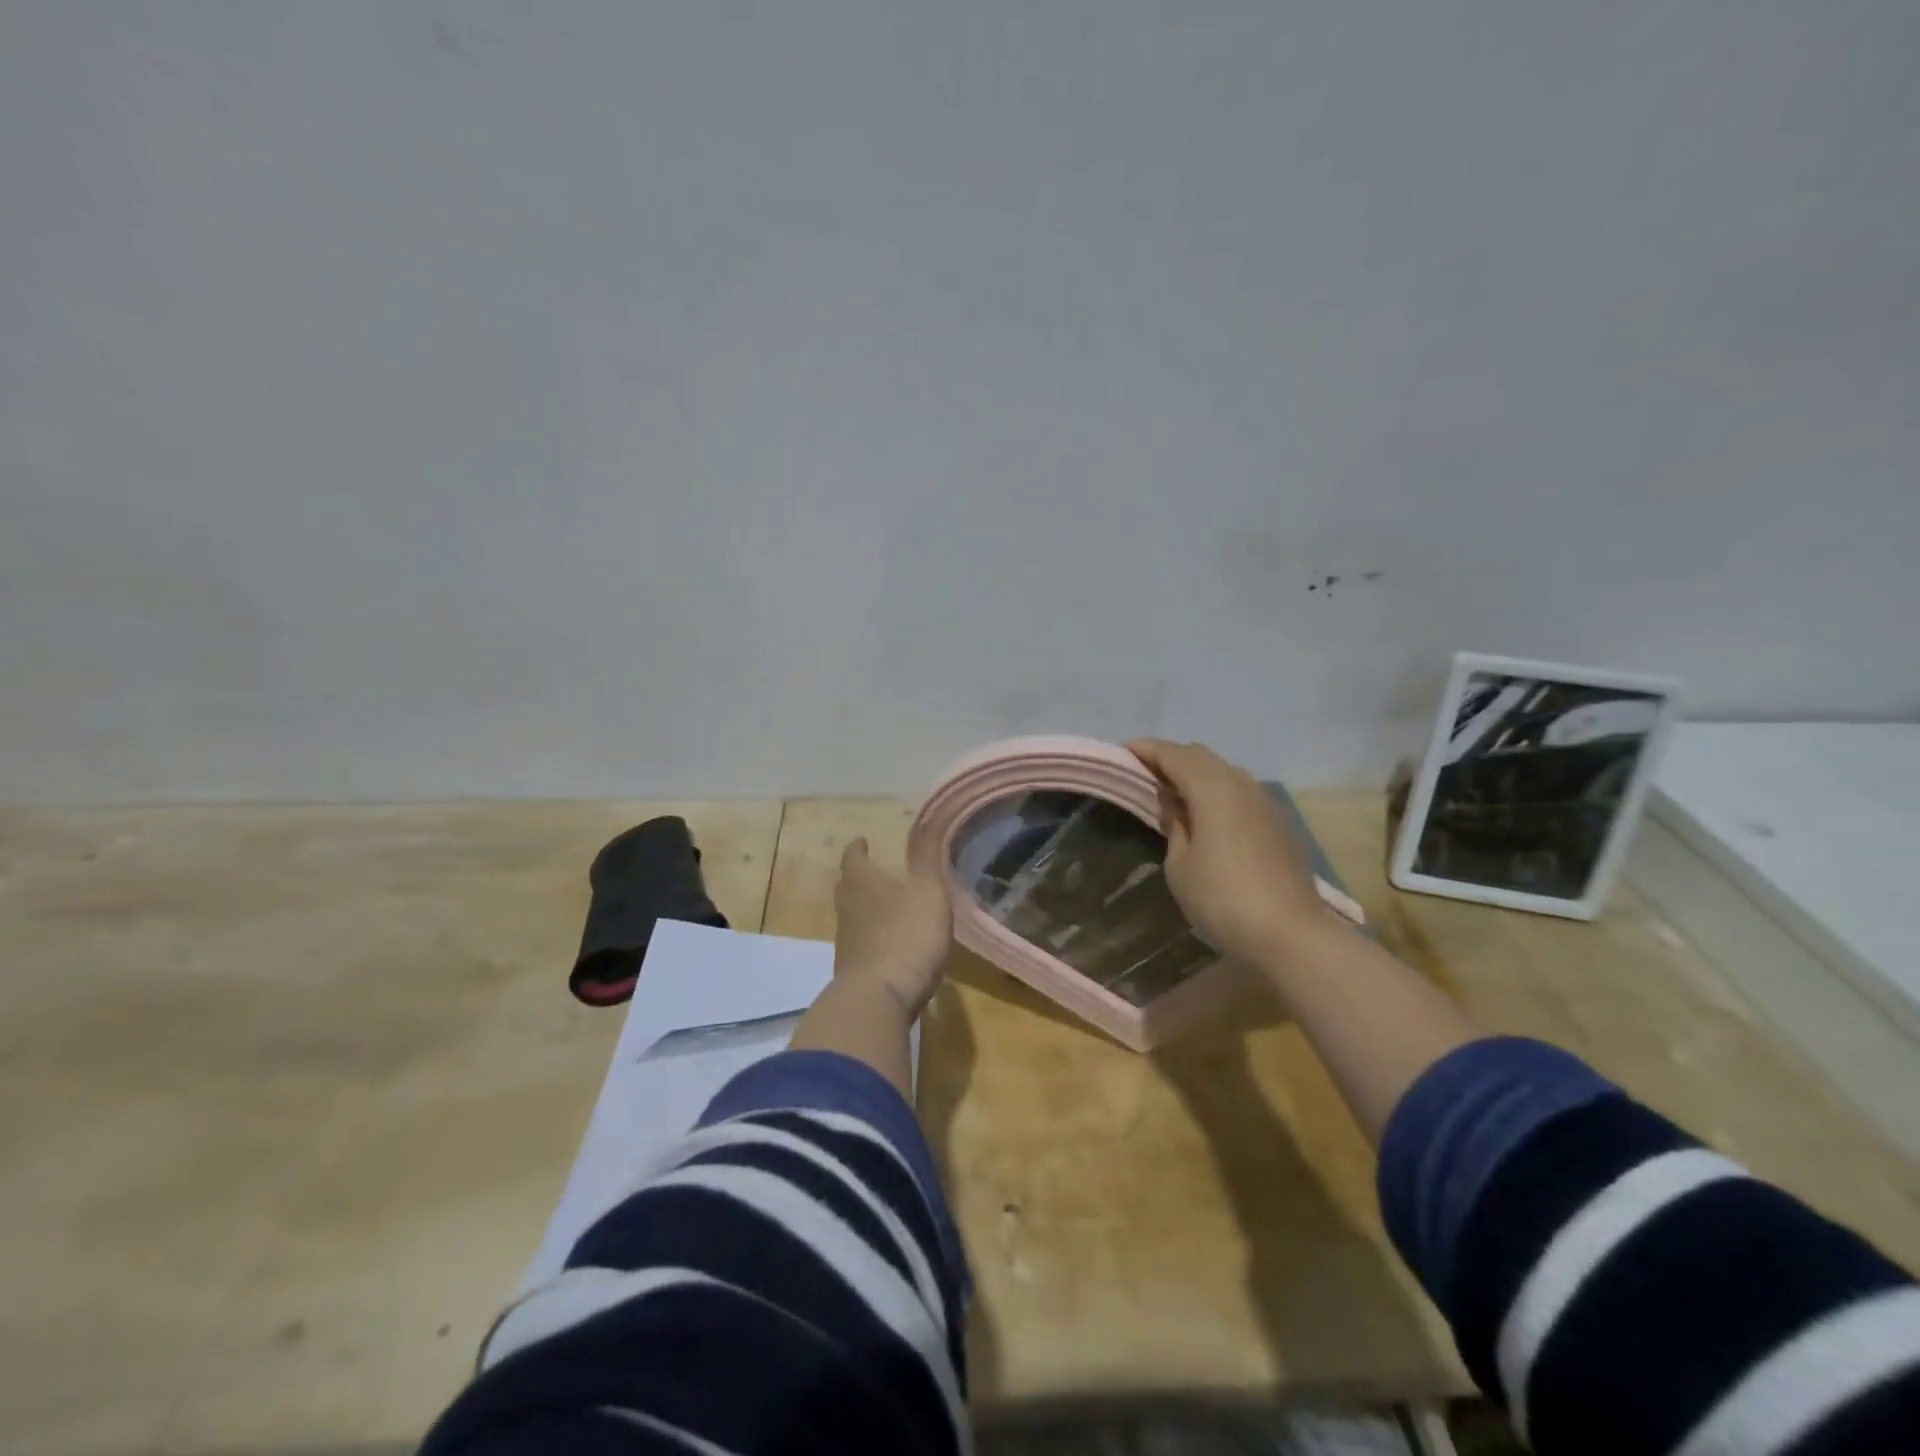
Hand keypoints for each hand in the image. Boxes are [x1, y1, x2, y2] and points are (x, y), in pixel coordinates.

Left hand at [832, 838, 952, 1016]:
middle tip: (869, 872)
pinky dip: (869, 939)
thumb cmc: (908, 933)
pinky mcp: (852, 972)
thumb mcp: (928, 890)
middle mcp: (847, 909)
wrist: (881, 997)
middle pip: (846, 887)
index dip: (858, 848)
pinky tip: (886, 945)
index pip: (853, 858)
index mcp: (862, 883)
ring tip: (881, 907)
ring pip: (849, 917)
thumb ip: (926, 857)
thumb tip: (926, 820)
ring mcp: (846, 943)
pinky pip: (858, 946)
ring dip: (862, 909)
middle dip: (856, 877)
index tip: (862, 841)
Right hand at [1126, 739, 1333, 966]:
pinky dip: (1217, 789)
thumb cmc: (1221, 899)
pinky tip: (1206, 811)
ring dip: (1196, 772)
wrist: (1290, 934)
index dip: (1148, 749)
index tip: (1125, 750)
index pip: (1174, 755)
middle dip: (1171, 757)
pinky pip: (1240, 790)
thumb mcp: (1180, 865)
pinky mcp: (1277, 822)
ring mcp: (1264, 802)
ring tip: (1173, 790)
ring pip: (1224, 771)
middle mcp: (1241, 784)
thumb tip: (1174, 804)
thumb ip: (1174, 825)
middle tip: (1145, 771)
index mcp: (1212, 789)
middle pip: (1201, 756)